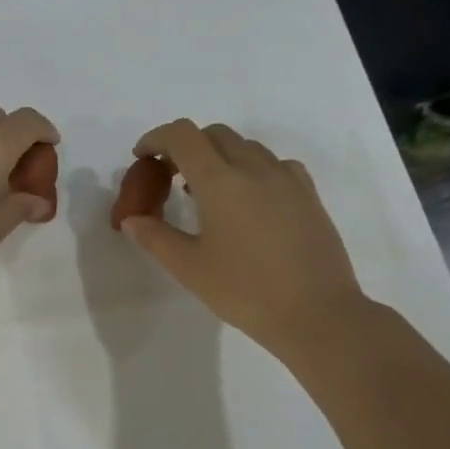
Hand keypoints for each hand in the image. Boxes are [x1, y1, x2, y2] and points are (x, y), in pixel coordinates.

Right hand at [120, 120, 369, 357]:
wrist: (317, 314)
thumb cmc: (245, 291)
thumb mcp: (189, 268)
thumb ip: (155, 237)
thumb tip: (132, 219)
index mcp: (220, 181)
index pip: (183, 135)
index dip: (157, 138)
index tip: (143, 157)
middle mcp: (254, 168)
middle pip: (214, 134)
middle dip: (187, 146)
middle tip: (170, 176)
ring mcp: (286, 178)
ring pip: (246, 146)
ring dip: (218, 155)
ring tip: (205, 192)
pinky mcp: (308, 194)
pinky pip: (273, 164)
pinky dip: (250, 168)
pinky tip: (248, 200)